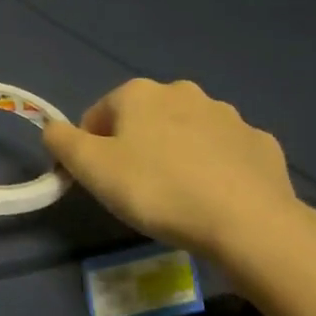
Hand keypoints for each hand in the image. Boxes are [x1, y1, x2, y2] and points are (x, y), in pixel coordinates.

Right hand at [42, 78, 300, 257]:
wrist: (249, 223)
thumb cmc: (157, 189)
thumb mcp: (90, 168)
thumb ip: (61, 141)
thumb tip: (53, 129)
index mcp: (139, 93)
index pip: (98, 114)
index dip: (92, 148)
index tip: (101, 181)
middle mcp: (183, 92)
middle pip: (144, 120)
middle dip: (137, 147)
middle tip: (138, 190)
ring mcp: (228, 117)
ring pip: (187, 134)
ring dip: (177, 155)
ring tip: (179, 198)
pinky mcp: (262, 144)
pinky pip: (226, 154)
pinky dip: (216, 169)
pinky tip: (216, 200)